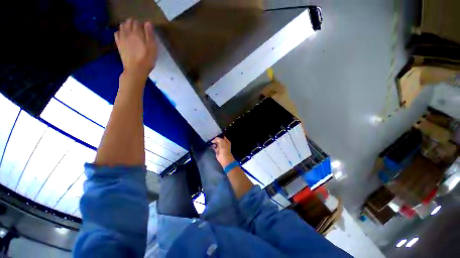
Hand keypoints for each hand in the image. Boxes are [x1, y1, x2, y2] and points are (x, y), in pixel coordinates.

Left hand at [115, 19, 157, 78]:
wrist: (136, 70)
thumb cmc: (147, 59)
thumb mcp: (152, 48)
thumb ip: (150, 35)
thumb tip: (148, 23)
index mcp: (136, 33)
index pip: (137, 22)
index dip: (141, 24)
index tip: (146, 29)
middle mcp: (127, 33)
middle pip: (128, 22)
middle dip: (133, 23)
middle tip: (139, 29)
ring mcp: (121, 38)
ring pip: (121, 26)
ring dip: (126, 26)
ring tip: (132, 31)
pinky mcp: (119, 44)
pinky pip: (116, 33)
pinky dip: (120, 31)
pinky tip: (124, 35)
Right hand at [211, 136, 235, 167]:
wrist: (224, 157)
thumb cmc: (224, 148)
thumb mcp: (221, 141)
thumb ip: (218, 139)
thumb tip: (214, 139)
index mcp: (226, 141)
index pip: (222, 137)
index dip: (218, 136)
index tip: (214, 135)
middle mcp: (223, 144)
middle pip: (219, 140)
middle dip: (215, 139)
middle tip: (211, 139)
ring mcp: (220, 147)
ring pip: (216, 144)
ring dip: (214, 143)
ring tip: (211, 142)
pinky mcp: (217, 151)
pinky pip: (214, 147)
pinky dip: (213, 146)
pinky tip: (211, 145)